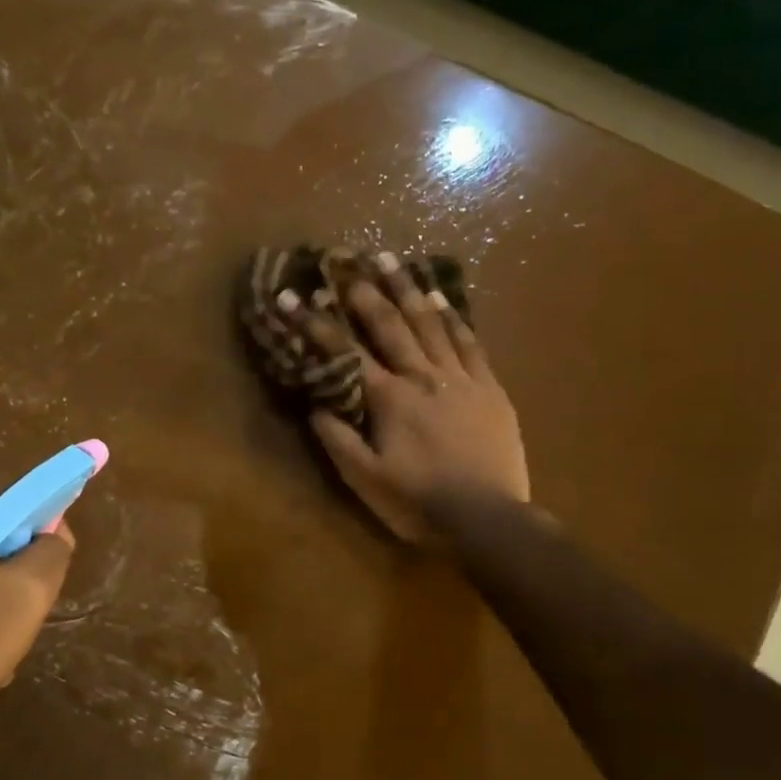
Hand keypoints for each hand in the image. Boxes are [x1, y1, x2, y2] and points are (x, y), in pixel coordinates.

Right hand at [288, 253, 528, 543]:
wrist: (488, 519)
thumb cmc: (418, 502)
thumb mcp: (364, 479)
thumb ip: (337, 438)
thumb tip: (314, 404)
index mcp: (388, 399)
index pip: (344, 352)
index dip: (314, 323)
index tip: (291, 296)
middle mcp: (422, 376)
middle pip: (390, 324)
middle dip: (364, 291)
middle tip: (347, 260)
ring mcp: (460, 378)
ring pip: (431, 323)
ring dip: (408, 289)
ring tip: (391, 261)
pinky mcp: (490, 388)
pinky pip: (470, 342)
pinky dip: (453, 318)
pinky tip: (443, 298)